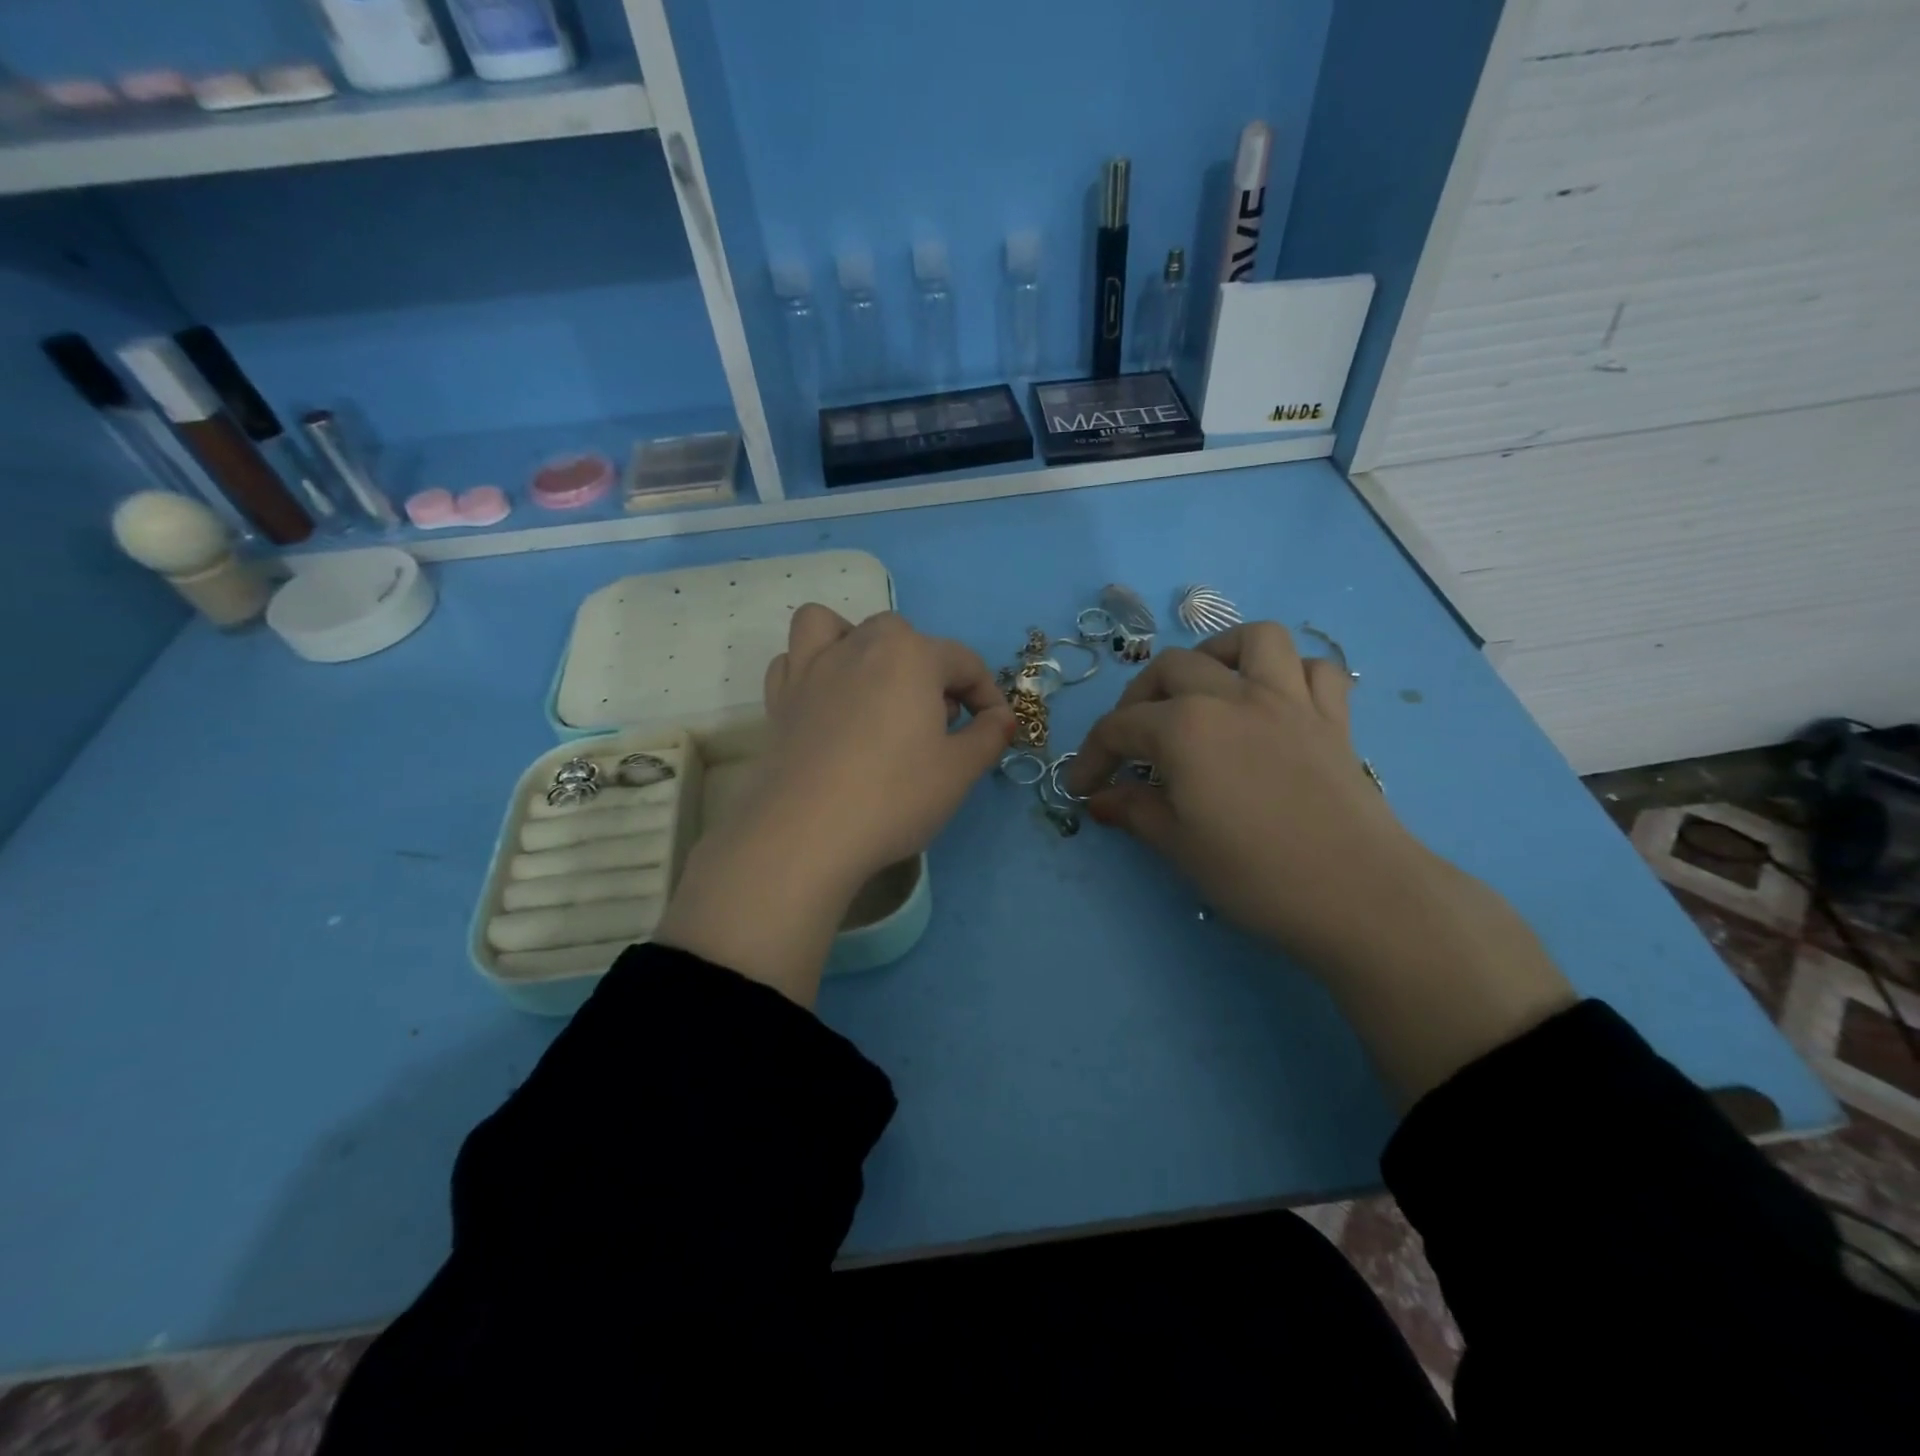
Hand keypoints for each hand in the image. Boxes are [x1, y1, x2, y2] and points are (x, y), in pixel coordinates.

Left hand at [657, 605, 1014, 1005]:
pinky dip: (813, 668)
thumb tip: (1001, 718)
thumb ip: (989, 737)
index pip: (964, 661)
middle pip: (904, 637)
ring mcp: (812, 667)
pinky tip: (827, 701)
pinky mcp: (780, 697)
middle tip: (937, 721)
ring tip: (873, 686)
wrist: (807, 832)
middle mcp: (859, 645)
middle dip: (929, 670)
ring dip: (859, 644)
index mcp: (911, 654)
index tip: (994, 730)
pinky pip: (794, 660)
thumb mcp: (959, 772)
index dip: (987, 695)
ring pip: (836, 627)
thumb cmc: (894, 796)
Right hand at [1067, 622, 1571, 1100]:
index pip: (1119, 728)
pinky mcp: (1333, 717)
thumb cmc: (1255, 874)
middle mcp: (1233, 697)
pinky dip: (1291, 673)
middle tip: (1132, 741)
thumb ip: (1134, 811)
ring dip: (1217, 654)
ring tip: (1203, 685)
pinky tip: (1273, 700)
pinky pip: (1315, 670)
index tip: (1082, 786)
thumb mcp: (1179, 846)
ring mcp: (1289, 700)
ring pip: (1251, 641)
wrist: (1358, 895)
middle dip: (1137, 700)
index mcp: (1185, 728)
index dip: (1091, 756)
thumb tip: (1101, 799)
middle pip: (1171, 669)